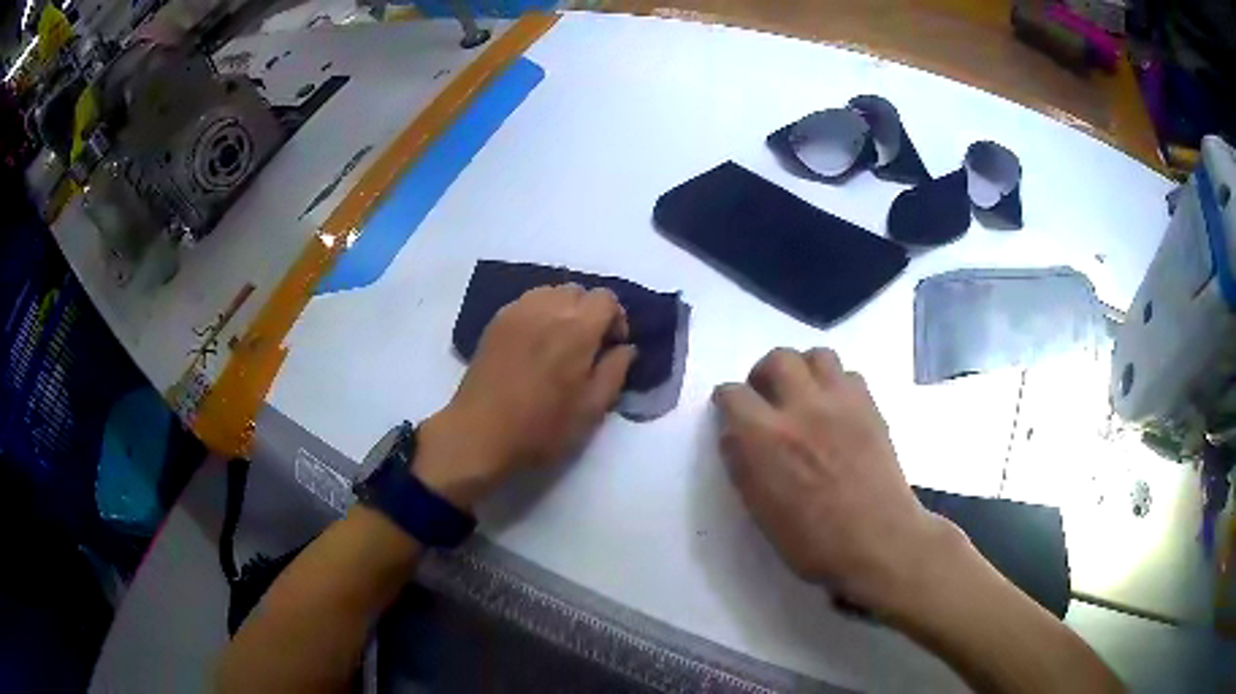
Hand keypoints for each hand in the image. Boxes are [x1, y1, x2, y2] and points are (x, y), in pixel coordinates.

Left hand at [415, 285, 636, 510]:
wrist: (478, 436)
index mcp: (576, 330)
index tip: (611, 348)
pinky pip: (527, 302)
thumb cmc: (540, 429)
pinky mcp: (496, 322)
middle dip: (590, 312)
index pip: (606, 298)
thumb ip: (615, 372)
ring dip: (564, 309)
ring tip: (560, 343)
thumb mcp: (591, 410)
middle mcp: (547, 310)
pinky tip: (534, 344)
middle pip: (578, 290)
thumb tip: (626, 348)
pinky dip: (540, 313)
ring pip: (551, 291)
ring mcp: (517, 313)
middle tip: (587, 347)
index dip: (616, 319)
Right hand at [713, 348, 963, 613]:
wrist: (877, 541)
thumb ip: (744, 462)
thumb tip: (738, 434)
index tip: (733, 415)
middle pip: (777, 359)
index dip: (728, 403)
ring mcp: (840, 402)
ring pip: (816, 355)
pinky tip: (836, 410)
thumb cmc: (812, 542)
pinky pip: (849, 374)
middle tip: (769, 398)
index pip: (732, 394)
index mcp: (764, 438)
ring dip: (804, 370)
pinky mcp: (870, 405)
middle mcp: (801, 407)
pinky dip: (837, 384)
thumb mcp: (759, 509)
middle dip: (765, 374)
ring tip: (805, 396)